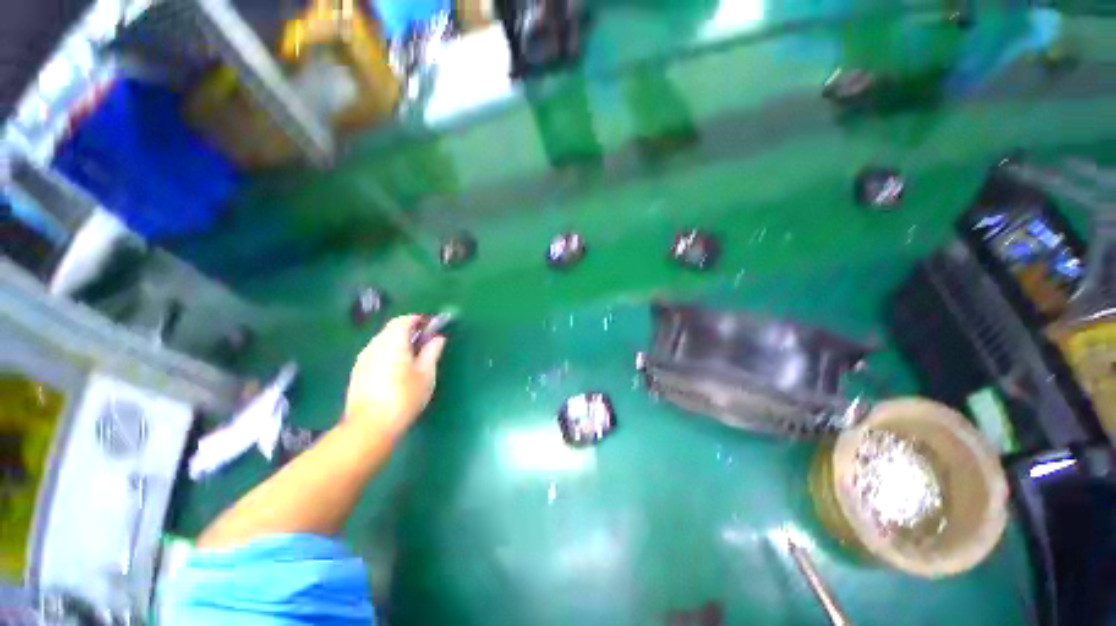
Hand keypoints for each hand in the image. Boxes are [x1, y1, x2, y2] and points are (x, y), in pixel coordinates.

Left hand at [344, 315, 445, 439]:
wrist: (370, 426)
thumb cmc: (404, 397)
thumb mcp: (426, 374)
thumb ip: (432, 352)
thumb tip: (438, 338)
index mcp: (393, 342)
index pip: (403, 320)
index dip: (418, 320)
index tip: (431, 326)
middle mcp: (375, 345)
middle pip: (391, 329)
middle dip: (408, 330)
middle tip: (425, 342)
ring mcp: (363, 358)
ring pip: (382, 341)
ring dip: (397, 341)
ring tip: (413, 356)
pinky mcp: (357, 371)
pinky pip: (375, 353)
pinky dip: (388, 352)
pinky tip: (397, 368)